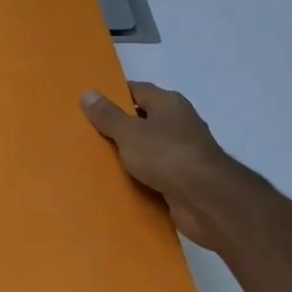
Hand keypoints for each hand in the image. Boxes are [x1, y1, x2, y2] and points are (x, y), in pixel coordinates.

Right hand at [81, 80, 255, 253]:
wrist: (207, 201)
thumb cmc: (167, 155)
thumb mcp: (129, 132)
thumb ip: (108, 115)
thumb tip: (88, 92)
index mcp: (168, 104)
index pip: (136, 91)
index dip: (113, 96)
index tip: (88, 105)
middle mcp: (178, 124)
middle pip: (141, 120)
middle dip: (117, 127)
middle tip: (85, 133)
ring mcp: (183, 153)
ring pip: (147, 148)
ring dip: (127, 155)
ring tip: (94, 159)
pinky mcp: (184, 179)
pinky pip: (154, 173)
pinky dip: (138, 177)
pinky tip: (117, 182)